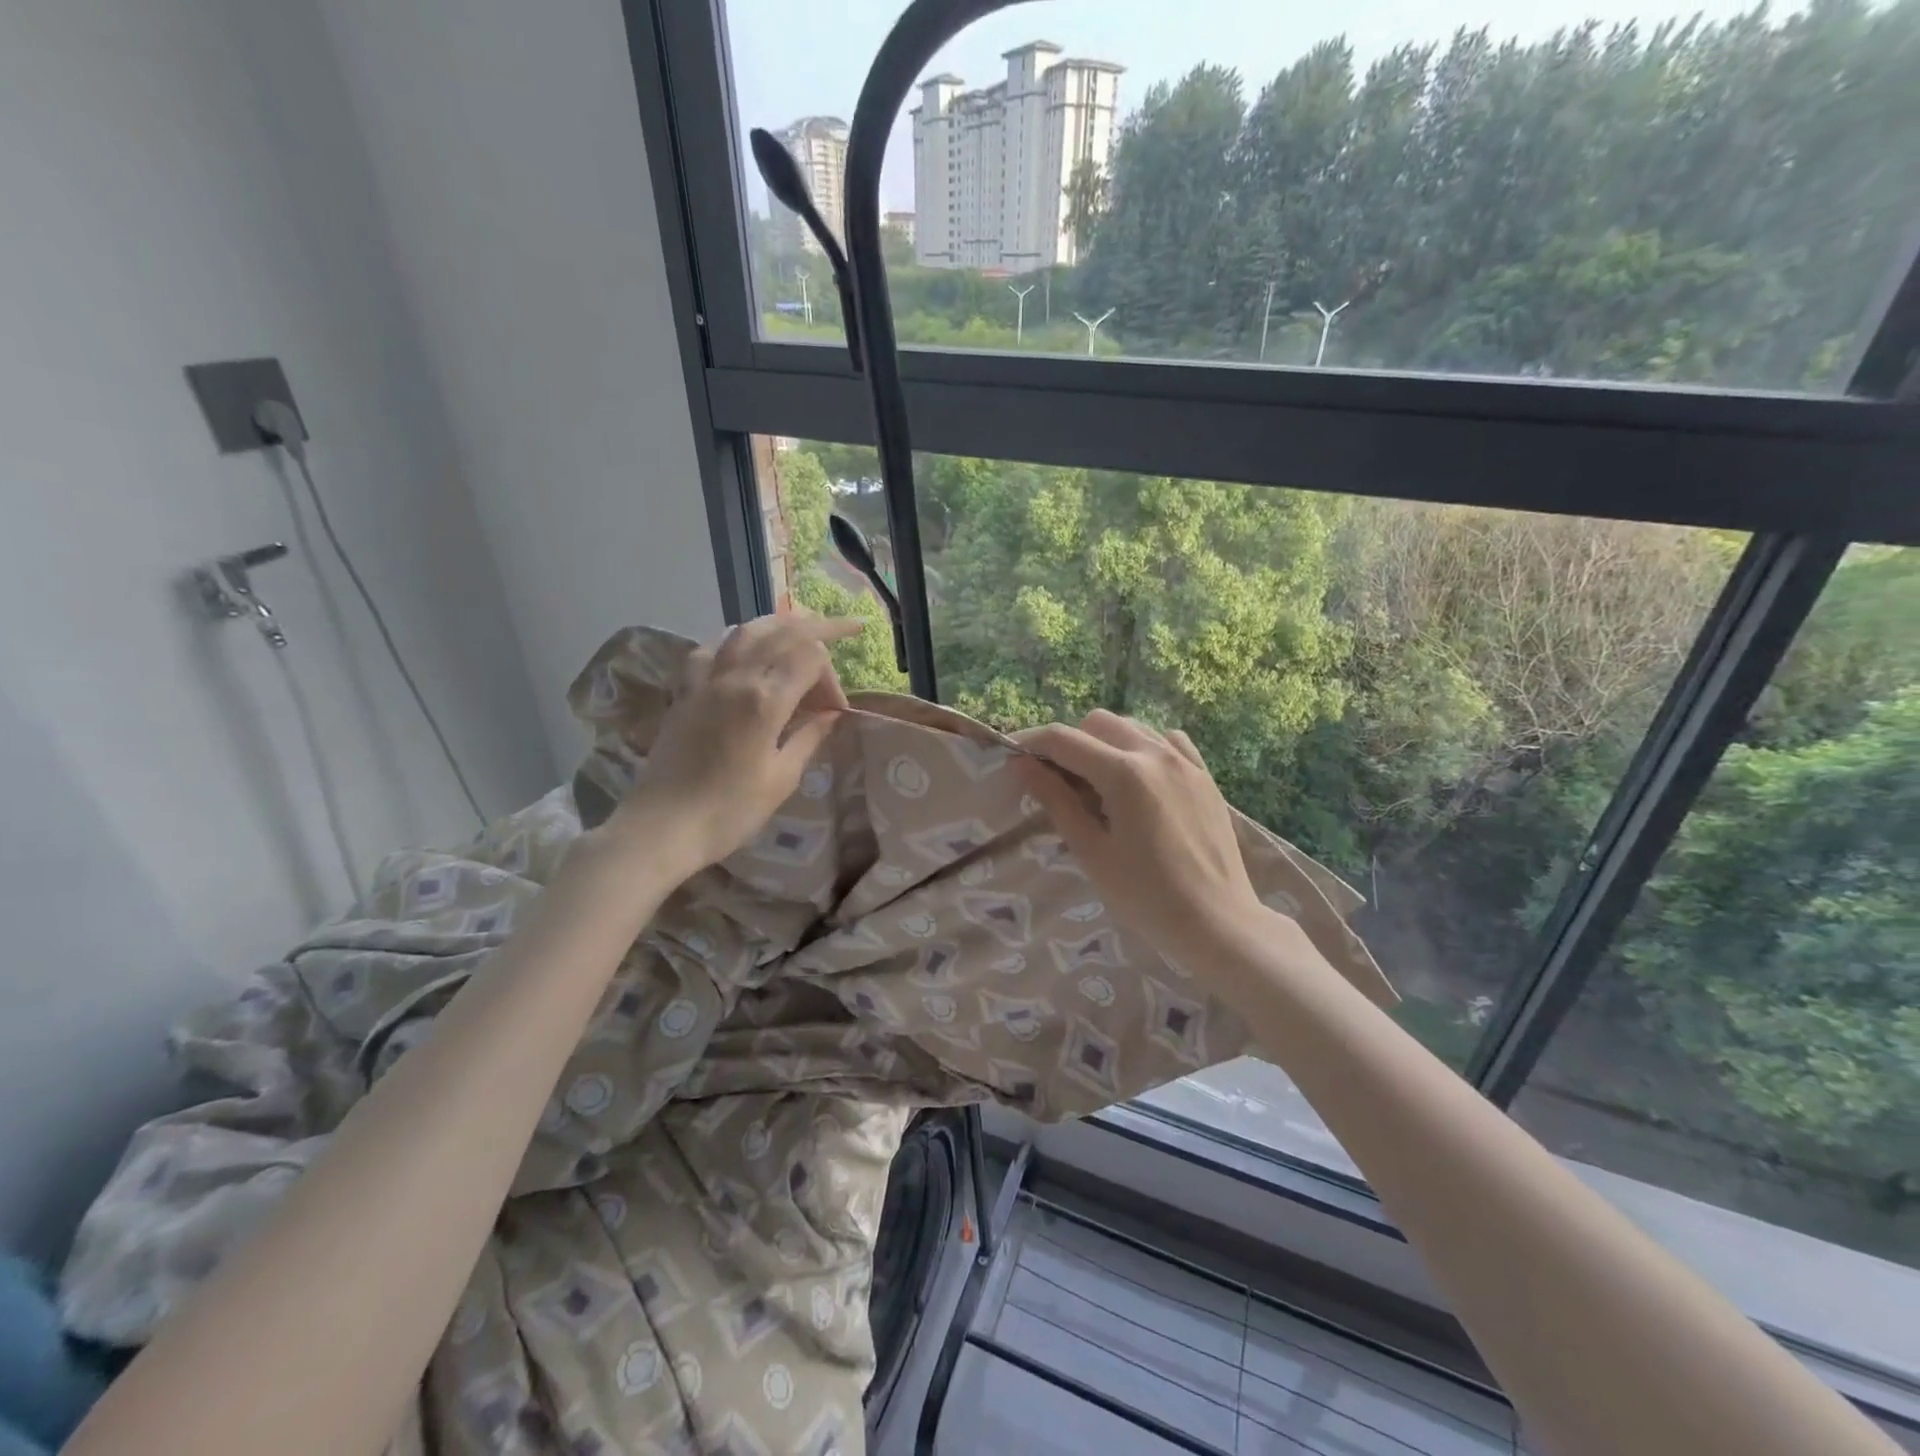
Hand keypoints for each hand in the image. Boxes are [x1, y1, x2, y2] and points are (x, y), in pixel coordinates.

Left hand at [605, 613, 862, 875]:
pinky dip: (735, 641)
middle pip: (782, 631)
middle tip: (847, 628)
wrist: (662, 828)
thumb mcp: (781, 779)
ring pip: (745, 630)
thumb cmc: (729, 812)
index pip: (810, 659)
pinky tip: (743, 651)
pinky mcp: (683, 692)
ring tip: (800, 626)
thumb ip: (808, 737)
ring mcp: (704, 681)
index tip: (835, 712)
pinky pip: (710, 649)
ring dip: (778, 624)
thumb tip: (831, 715)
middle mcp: (735, 678)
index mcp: (764, 700)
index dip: (832, 678)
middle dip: (819, 627)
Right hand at [1013, 711, 1271, 961]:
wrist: (1218, 922)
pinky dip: (1143, 749)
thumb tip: (1022, 765)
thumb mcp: (1092, 852)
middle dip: (1069, 742)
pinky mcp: (1204, 776)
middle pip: (1097, 723)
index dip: (1031, 743)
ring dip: (1104, 743)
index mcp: (1123, 773)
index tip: (1012, 759)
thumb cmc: (1146, 896)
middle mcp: (1155, 753)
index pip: (1063, 739)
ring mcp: (1185, 762)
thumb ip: (1056, 801)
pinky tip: (1139, 781)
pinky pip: (1166, 742)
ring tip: (1096, 783)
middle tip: (1056, 780)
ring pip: (1132, 727)